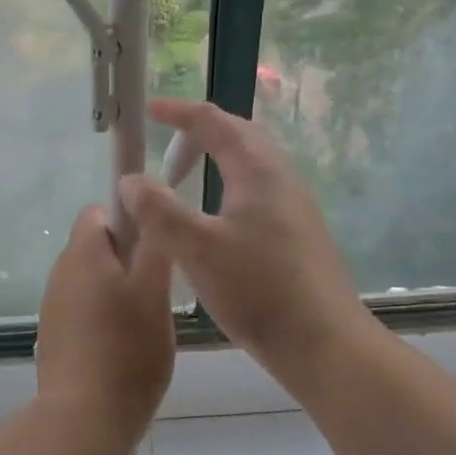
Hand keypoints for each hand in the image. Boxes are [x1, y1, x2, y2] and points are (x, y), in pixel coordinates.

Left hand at [35, 205, 174, 439]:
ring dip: (117, 291)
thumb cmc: (127, 349)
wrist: (84, 419)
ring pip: (91, 282)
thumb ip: (153, 243)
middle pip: (96, 247)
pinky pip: (82, 311)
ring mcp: (52, 307)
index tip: (155, 249)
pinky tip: (123, 349)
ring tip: (144, 324)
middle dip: (128, 260)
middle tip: (158, 290)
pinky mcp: (54, 337)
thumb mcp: (154, 291)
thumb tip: (146, 204)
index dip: (130, 220)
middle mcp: (60, 273)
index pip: (100, 211)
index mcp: (82, 253)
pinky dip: (102, 319)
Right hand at [118, 100, 374, 389]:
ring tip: (187, 176)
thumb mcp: (197, 249)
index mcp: (258, 171)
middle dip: (202, 130)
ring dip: (219, 158)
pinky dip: (230, 185)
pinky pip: (259, 190)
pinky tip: (217, 218)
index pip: (214, 122)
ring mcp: (295, 207)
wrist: (324, 343)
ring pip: (253, 164)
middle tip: (168, 144)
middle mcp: (281, 179)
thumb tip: (131, 180)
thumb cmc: (259, 290)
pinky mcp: (298, 234)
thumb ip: (160, 210)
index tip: (150, 111)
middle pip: (241, 135)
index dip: (179, 112)